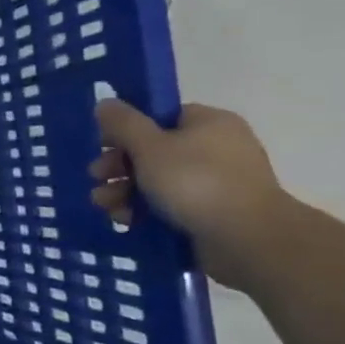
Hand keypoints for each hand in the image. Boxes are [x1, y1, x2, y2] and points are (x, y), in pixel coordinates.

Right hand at [89, 100, 291, 289]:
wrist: (248, 240)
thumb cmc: (196, 183)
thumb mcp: (150, 147)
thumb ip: (123, 123)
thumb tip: (104, 103)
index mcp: (209, 123)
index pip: (159, 116)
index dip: (126, 129)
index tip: (101, 145)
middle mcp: (216, 148)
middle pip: (153, 150)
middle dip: (118, 166)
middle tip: (96, 178)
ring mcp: (216, 183)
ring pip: (157, 180)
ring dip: (124, 191)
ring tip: (103, 205)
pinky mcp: (212, 213)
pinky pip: (169, 205)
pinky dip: (144, 210)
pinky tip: (124, 220)